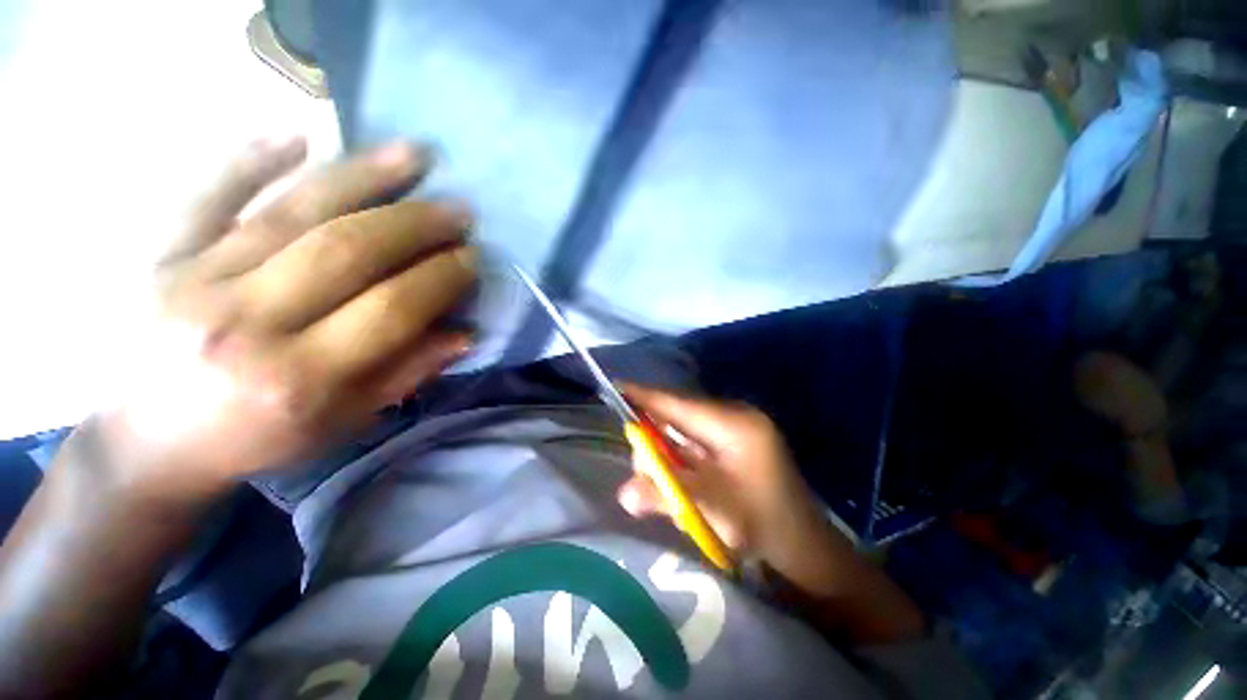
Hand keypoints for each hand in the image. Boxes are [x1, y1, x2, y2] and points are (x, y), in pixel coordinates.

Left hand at [91, 137, 476, 502]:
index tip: (472, 258)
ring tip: (415, 155)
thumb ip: (407, 373)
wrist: (148, 444)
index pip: (392, 309)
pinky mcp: (160, 254)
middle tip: (458, 211)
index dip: (442, 278)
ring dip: (363, 177)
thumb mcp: (345, 422)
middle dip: (416, 225)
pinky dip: (251, 158)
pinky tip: (298, 134)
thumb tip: (465, 333)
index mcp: (299, 379)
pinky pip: (207, 193)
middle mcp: (246, 323)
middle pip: (347, 251)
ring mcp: (194, 279)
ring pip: (292, 211)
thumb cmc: (257, 439)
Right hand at [617, 386, 927, 642]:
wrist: (806, 548)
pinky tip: (679, 480)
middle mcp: (735, 416)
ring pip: (685, 428)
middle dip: (654, 437)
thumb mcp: (712, 510)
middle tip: (644, 472)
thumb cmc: (764, 525)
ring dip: (667, 451)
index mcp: (734, 424)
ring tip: (665, 484)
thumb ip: (665, 496)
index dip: (645, 396)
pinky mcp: (735, 440)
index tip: (616, 388)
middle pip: (678, 414)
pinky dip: (680, 456)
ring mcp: (737, 427)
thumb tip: (624, 493)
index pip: (678, 403)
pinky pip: (696, 439)